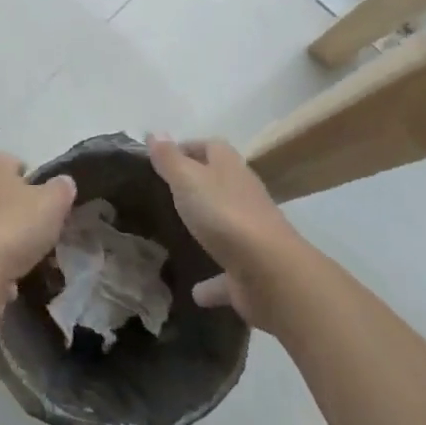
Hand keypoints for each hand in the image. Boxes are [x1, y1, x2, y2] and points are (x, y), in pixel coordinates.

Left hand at [0, 154, 76, 304]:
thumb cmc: (14, 227)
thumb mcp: (52, 203)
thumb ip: (62, 189)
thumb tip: (64, 182)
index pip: (16, 163)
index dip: (36, 180)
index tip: (51, 202)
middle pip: (4, 193)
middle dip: (23, 209)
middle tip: (44, 229)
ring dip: (10, 236)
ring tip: (31, 256)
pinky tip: (11, 275)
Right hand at [148, 135, 296, 328]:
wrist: (272, 274)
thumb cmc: (224, 215)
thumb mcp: (187, 179)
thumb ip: (169, 158)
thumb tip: (154, 132)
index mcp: (229, 169)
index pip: (210, 146)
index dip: (188, 147)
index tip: (162, 158)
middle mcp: (244, 196)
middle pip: (220, 183)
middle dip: (197, 186)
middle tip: (166, 194)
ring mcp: (251, 234)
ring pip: (226, 226)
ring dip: (208, 230)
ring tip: (179, 237)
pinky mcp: (252, 271)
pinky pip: (227, 274)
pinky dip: (213, 282)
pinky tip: (195, 292)